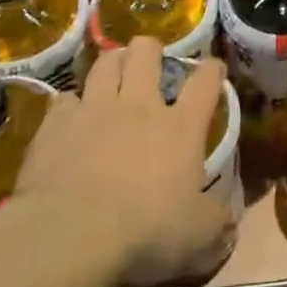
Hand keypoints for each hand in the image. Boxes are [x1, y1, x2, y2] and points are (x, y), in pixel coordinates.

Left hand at [10, 38, 232, 286]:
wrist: (69, 237)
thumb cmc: (144, 233)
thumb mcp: (198, 237)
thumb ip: (218, 221)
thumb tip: (230, 219)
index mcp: (181, 127)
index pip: (205, 81)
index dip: (212, 70)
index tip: (213, 68)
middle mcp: (140, 106)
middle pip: (146, 53)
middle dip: (150, 49)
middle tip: (150, 61)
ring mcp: (94, 110)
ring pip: (105, 63)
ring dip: (112, 63)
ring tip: (113, 70)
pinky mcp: (56, 125)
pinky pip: (64, 99)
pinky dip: (71, 104)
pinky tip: (70, 115)